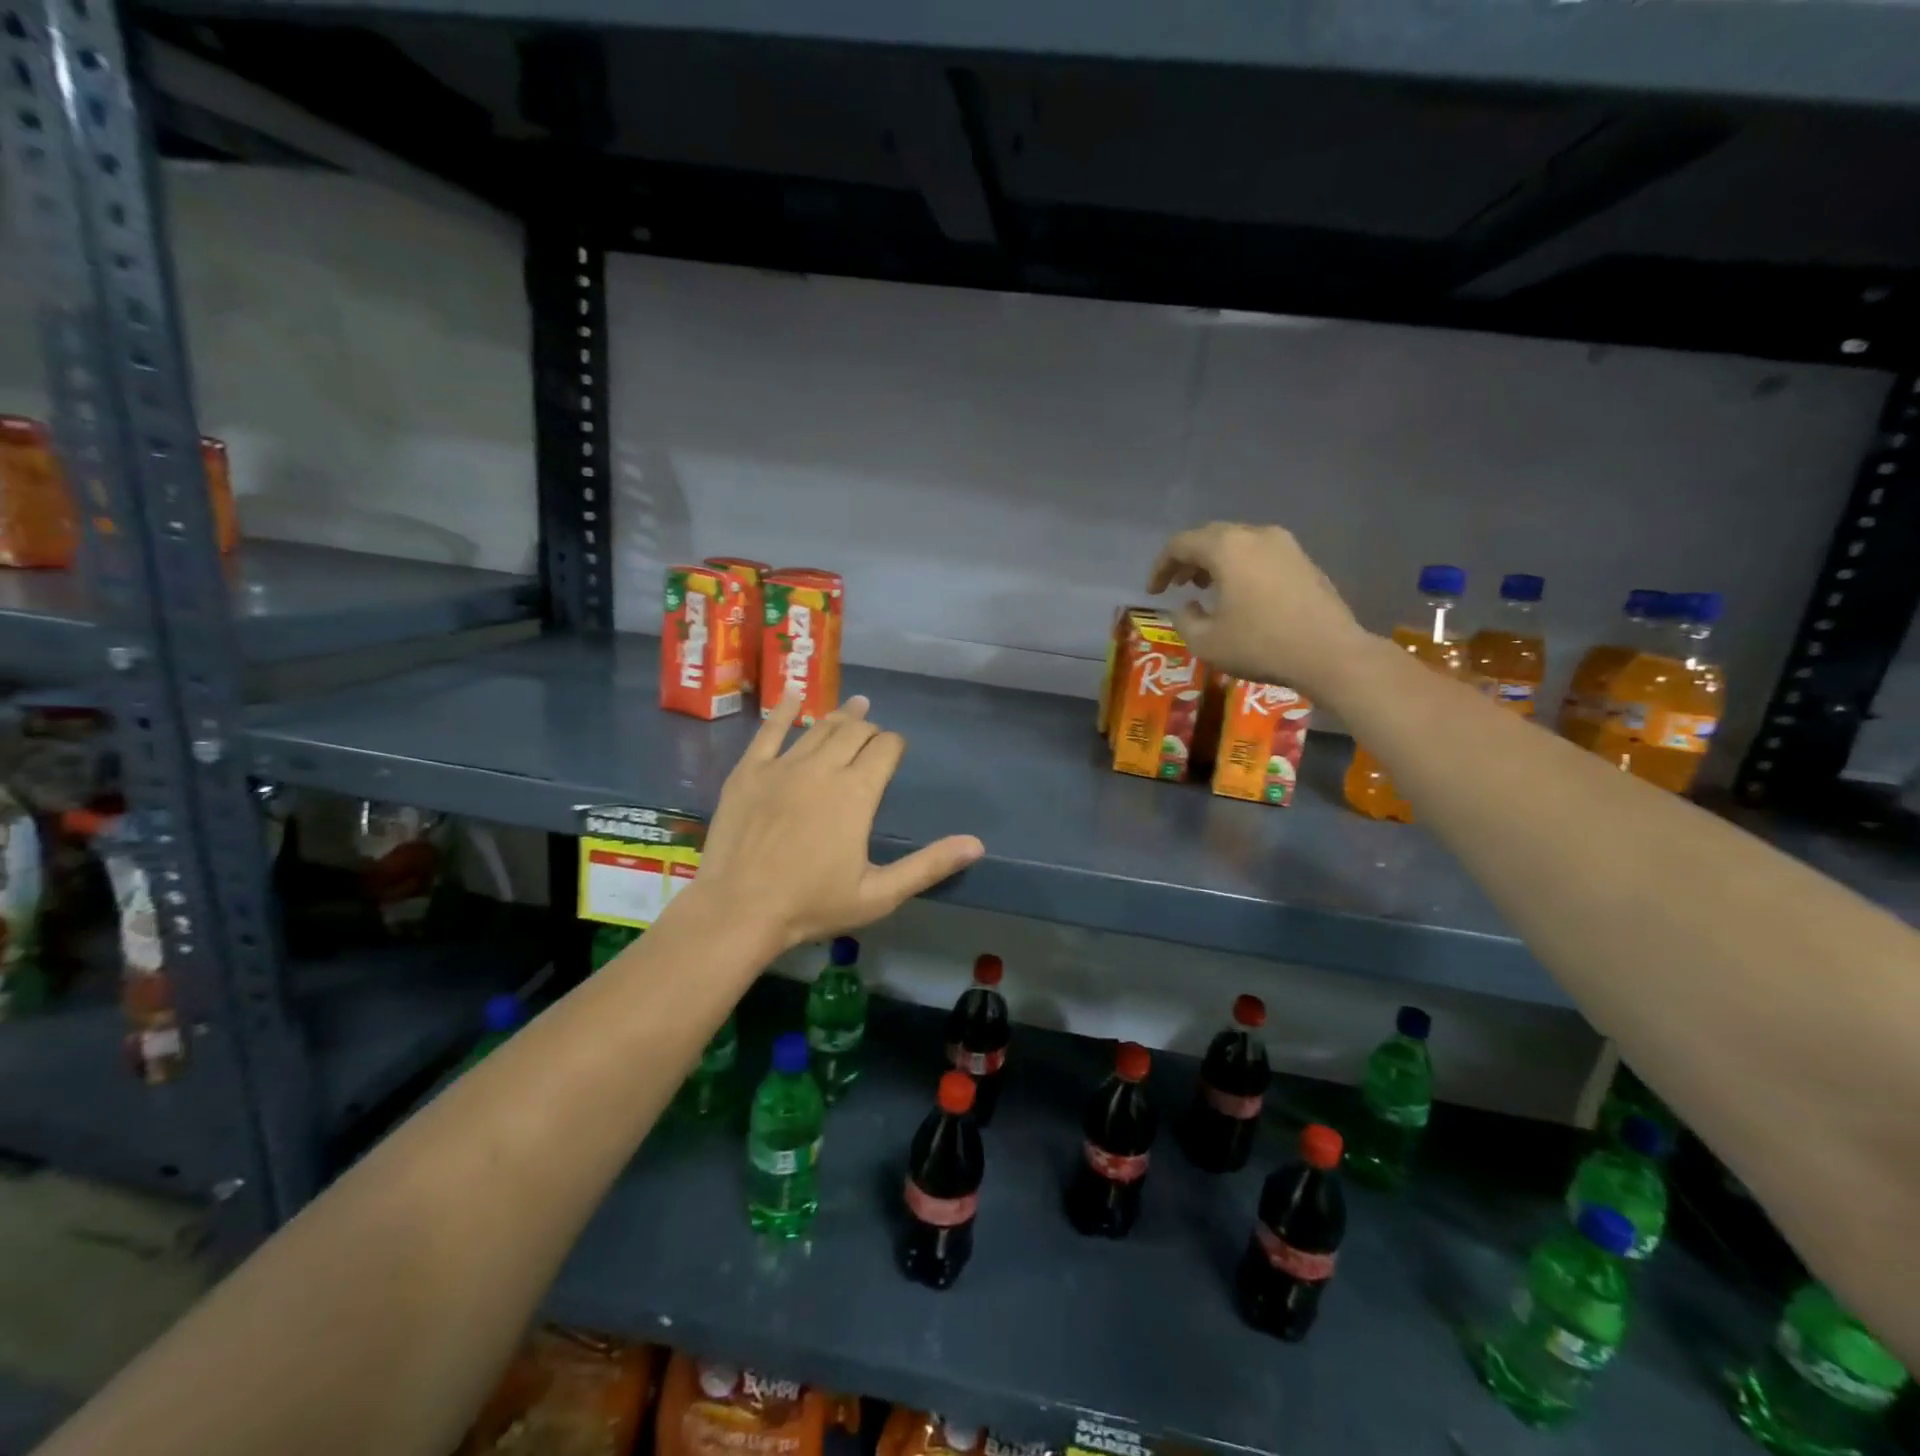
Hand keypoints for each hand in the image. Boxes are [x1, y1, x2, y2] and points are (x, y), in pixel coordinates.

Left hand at [689, 692, 984, 953]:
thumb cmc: (812, 905)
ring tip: (854, 707)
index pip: (886, 748)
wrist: (739, 911)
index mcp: (857, 792)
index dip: (895, 745)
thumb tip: (976, 844)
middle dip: (871, 729)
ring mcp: (782, 765)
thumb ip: (928, 865)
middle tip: (875, 737)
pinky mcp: (749, 771)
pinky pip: (769, 730)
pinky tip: (795, 695)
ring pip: (818, 727)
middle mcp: (823, 767)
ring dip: (840, 716)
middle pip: (855, 731)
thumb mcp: (879, 894)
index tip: (896, 752)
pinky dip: (784, 710)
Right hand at [1148, 522, 1368, 696]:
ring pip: (1238, 543)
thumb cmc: (1260, 645)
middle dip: (1187, 559)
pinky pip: (1260, 554)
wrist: (1330, 654)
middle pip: (1210, 537)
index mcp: (1227, 548)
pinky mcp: (1304, 561)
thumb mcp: (1206, 642)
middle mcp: (1255, 535)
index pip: (1181, 544)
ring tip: (1204, 587)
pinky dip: (1240, 567)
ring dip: (1215, 562)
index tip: (1154, 591)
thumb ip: (1185, 620)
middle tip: (1176, 584)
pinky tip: (1238, 593)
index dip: (1161, 566)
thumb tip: (1187, 606)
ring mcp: (1285, 545)